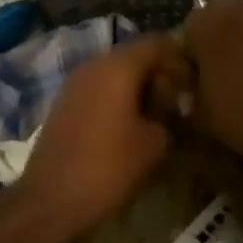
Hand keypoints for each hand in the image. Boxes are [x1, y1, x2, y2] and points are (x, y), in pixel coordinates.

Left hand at [12, 36, 192, 242]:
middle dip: (159, 74)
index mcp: (119, 66)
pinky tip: (126, 126)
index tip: (193, 85)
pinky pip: (98, 88)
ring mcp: (75, 82)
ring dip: (137, 87)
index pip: (158, 43)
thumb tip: (171, 108)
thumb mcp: (155, 144)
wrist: (50, 199)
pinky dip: (117, 98)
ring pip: (115, 72)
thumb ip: (170, 115)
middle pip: (135, 55)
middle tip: (176, 102)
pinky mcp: (63, 102)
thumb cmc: (108, 167)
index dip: (180, 59)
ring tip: (154, 116)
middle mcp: (95, 64)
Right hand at [181, 0, 242, 165]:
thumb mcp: (201, 111)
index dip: (194, 53)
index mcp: (208, 23)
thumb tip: (187, 89)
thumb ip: (188, 91)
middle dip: (227, 36)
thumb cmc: (242, 116)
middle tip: (232, 67)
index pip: (191, 30)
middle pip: (228, 16)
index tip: (200, 75)